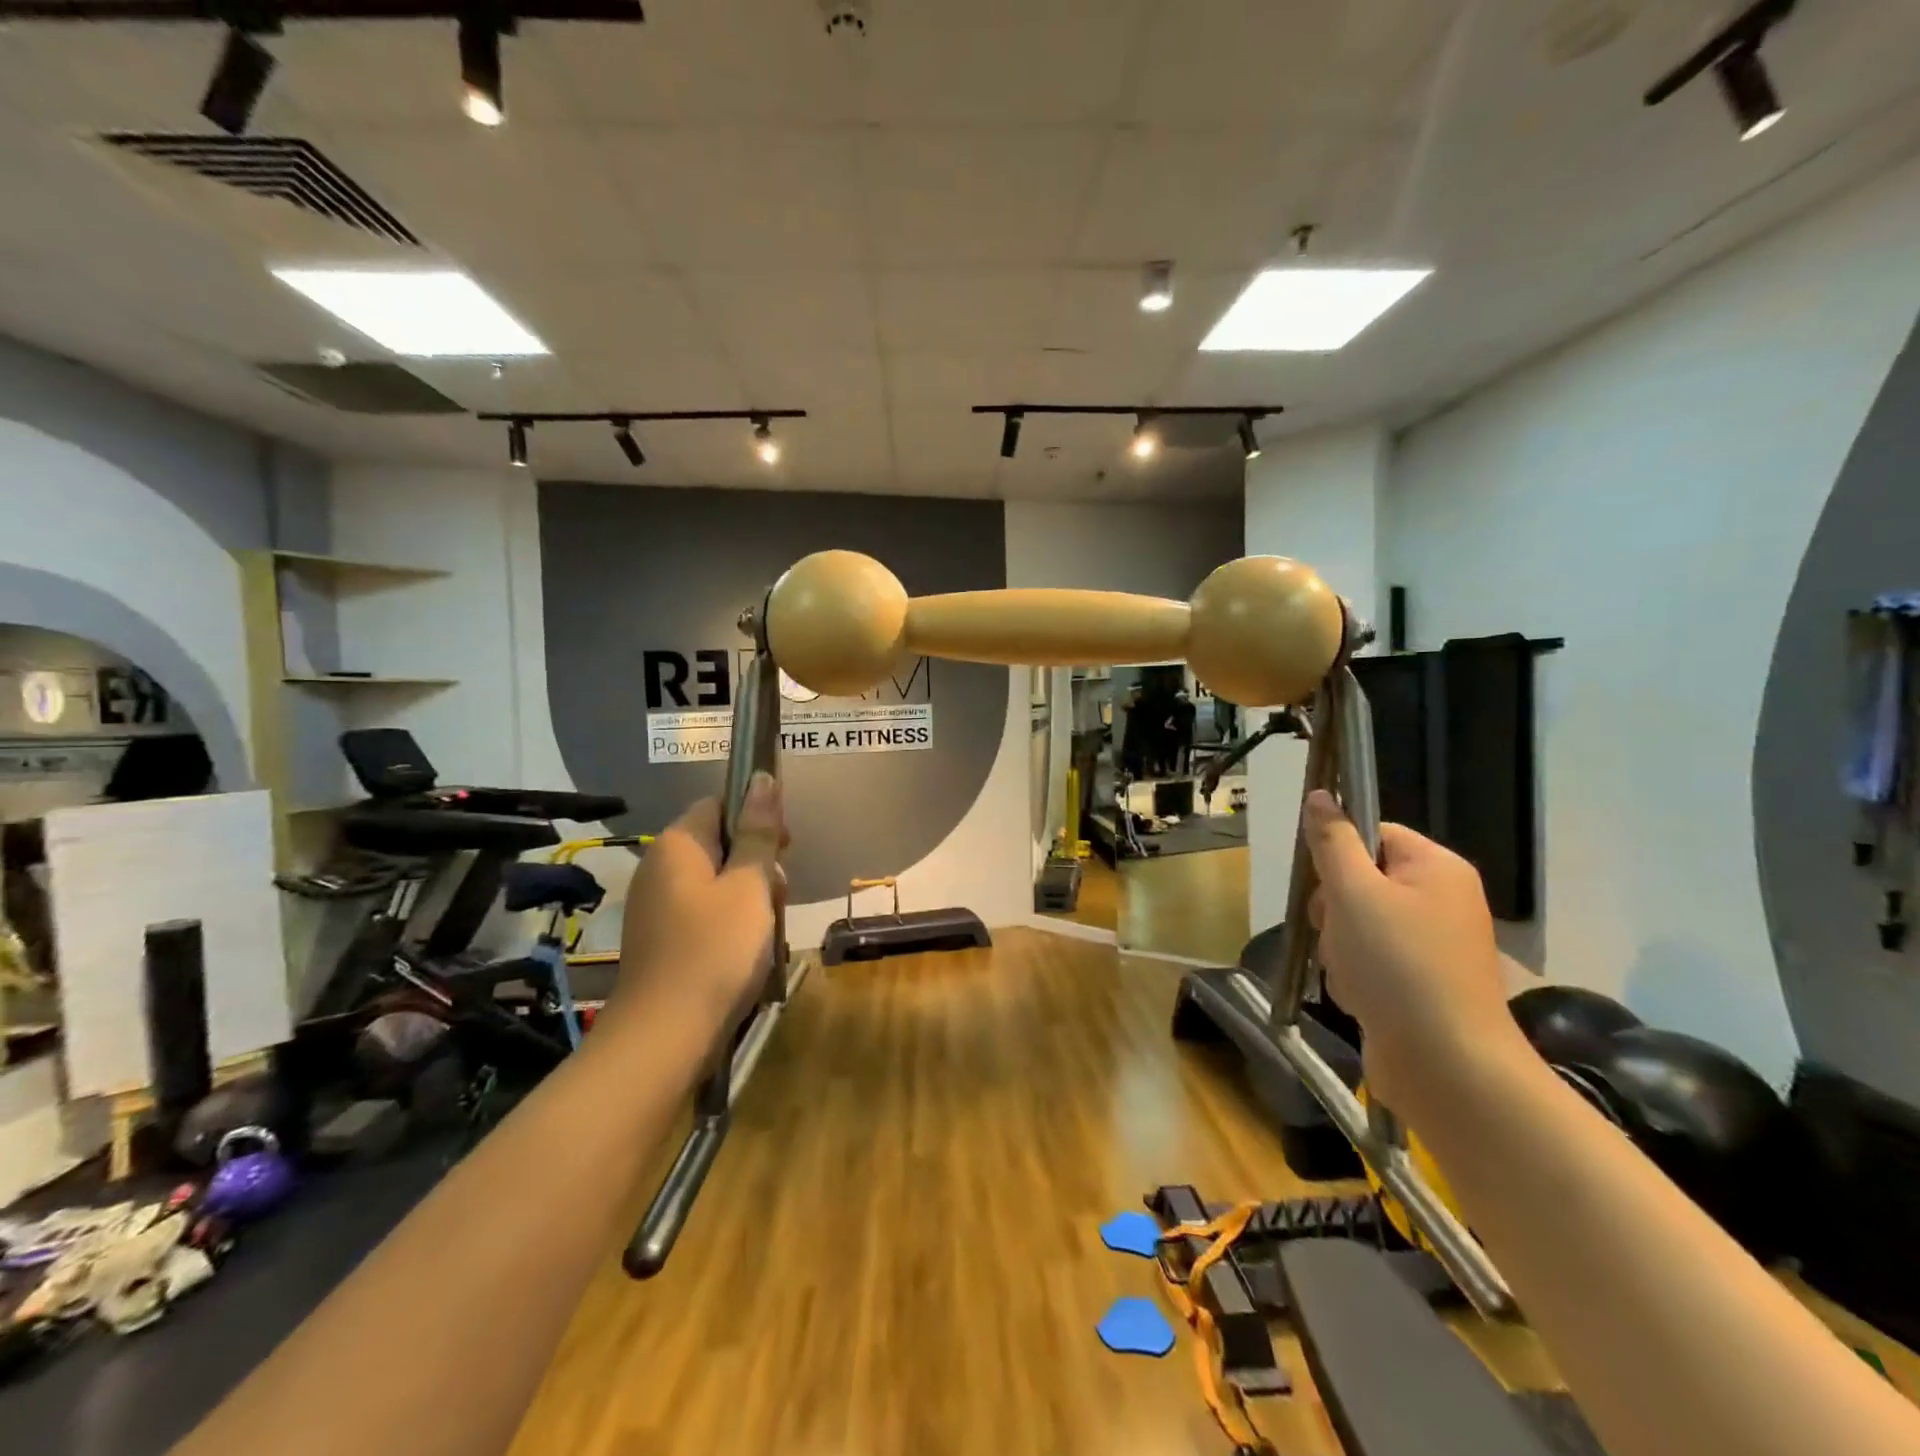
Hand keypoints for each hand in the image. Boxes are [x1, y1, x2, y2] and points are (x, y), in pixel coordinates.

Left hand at [615, 772, 785, 1035]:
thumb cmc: (715, 950)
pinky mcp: (661, 938)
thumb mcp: (750, 885)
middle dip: (757, 865)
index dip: (756, 818)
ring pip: (717, 882)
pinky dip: (730, 924)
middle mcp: (659, 867)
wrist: (665, 1035)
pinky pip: (704, 913)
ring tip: (765, 932)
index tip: (784, 849)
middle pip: (720, 844)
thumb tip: (762, 777)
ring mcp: (656, 905)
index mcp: (677, 844)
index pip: (720, 804)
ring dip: (749, 898)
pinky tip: (746, 952)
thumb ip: (759, 832)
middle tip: (776, 897)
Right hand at [1302, 789, 1524, 1112]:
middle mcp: (1442, 900)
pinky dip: (1356, 976)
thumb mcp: (1353, 893)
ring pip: (1358, 924)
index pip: (1372, 834)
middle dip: (1334, 910)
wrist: (1448, 1066)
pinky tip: (1360, 997)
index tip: (1324, 886)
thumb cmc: (1398, 965)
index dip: (1339, 856)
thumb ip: (1332, 841)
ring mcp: (1434, 945)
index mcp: (1436, 868)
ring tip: (1352, 974)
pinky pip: (1371, 961)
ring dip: (1340, 947)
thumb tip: (1320, 795)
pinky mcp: (1422, 983)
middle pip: (1360, 881)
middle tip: (1338, 933)